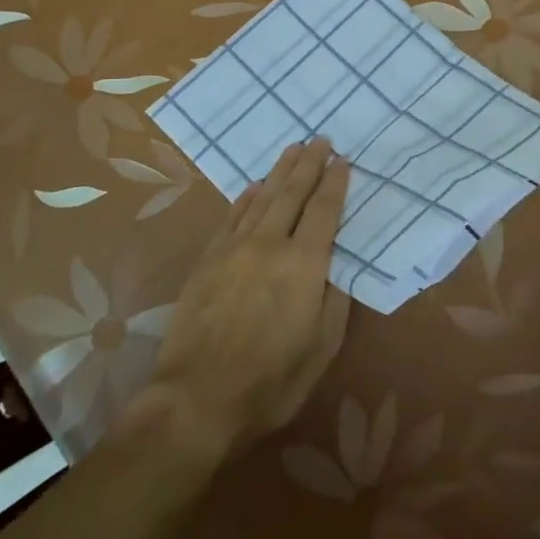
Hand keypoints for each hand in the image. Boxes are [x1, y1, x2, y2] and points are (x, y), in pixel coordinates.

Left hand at [144, 139, 351, 459]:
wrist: (196, 399)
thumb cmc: (270, 381)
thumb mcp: (321, 348)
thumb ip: (334, 301)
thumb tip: (337, 267)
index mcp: (304, 264)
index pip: (324, 210)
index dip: (335, 183)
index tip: (343, 160)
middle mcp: (270, 244)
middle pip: (292, 193)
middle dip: (309, 164)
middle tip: (319, 139)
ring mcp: (234, 248)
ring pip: (262, 197)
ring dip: (279, 171)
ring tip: (293, 149)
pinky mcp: (208, 259)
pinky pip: (231, 216)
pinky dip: (246, 197)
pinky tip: (254, 186)